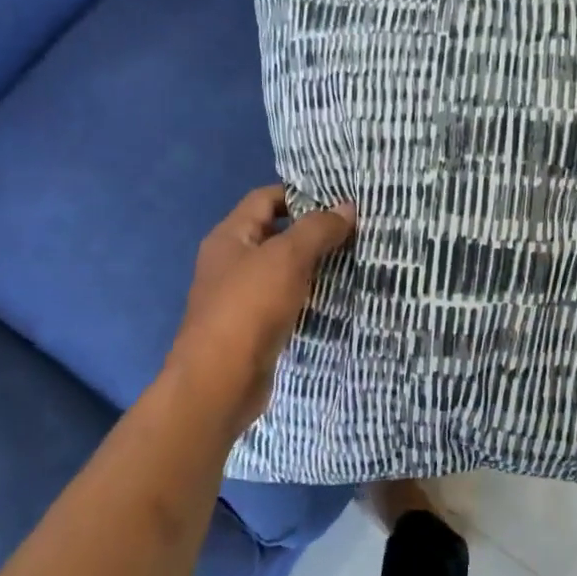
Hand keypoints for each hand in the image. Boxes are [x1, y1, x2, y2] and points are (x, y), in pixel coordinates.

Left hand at [165, 186, 356, 435]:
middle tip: (356, 231)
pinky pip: (285, 301)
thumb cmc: (249, 308)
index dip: (300, 194)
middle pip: (275, 234)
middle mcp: (231, 262)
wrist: (220, 381)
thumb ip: (317, 230)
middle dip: (313, 231)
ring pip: (283, 271)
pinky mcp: (254, 328)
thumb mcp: (286, 258)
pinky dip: (308, 297)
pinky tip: (336, 298)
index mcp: (230, 237)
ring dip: (314, 266)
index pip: (265, 199)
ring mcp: (241, 297)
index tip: (340, 200)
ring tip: (356, 261)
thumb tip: (347, 207)